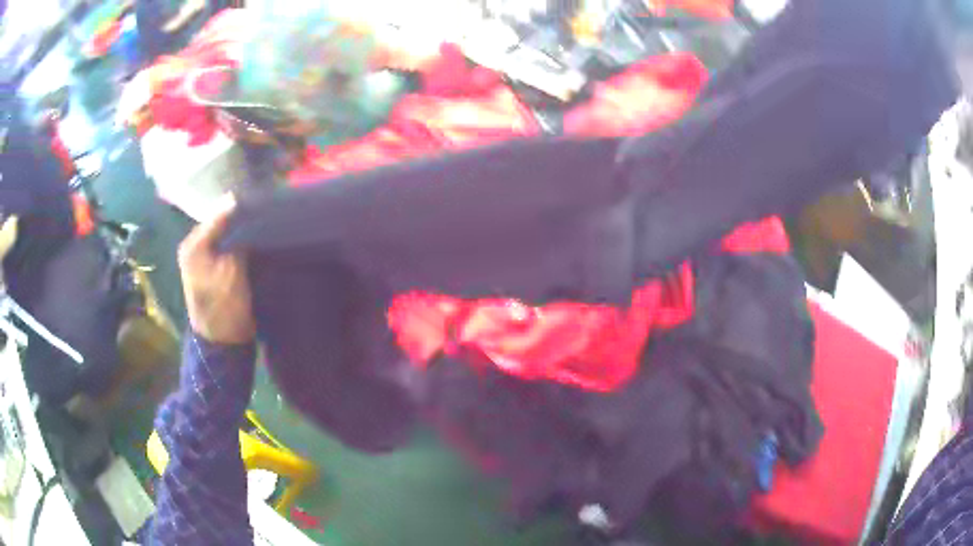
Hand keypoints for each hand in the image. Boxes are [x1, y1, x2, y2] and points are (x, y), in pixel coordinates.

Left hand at [178, 196, 254, 344]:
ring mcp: (202, 258)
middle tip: (265, 210)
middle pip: (220, 222)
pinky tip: (255, 238)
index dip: (239, 207)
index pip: (218, 214)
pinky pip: (226, 246)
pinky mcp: (212, 267)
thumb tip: (244, 209)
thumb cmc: (225, 306)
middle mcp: (194, 246)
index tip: (263, 200)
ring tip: (263, 221)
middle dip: (240, 217)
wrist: (223, 342)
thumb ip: (237, 238)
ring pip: (224, 233)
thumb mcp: (232, 270)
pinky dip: (239, 242)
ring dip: (241, 229)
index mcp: (193, 244)